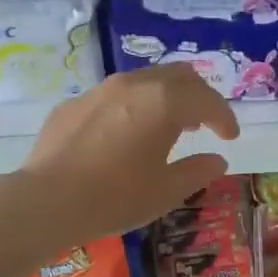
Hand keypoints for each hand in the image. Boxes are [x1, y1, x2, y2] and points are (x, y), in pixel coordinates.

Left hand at [19, 67, 240, 248]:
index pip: (207, 100)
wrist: (47, 201)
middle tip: (204, 124)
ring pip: (144, 80)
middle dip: (198, 97)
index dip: (224, 118)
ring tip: (169, 126)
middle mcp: (134, 85)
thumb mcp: (166, 191)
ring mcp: (100, 91)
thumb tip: (217, 160)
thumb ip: (197, 171)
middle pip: (179, 76)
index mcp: (164, 103)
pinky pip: (114, 96)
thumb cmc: (115, 197)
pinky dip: (133, 108)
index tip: (230, 137)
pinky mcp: (74, 104)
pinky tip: (126, 135)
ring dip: (165, 98)